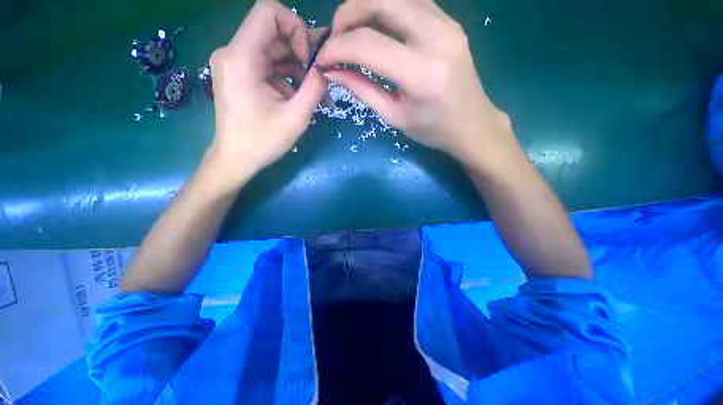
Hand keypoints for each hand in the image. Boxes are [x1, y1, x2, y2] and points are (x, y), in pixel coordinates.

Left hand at [205, 0, 326, 190]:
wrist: (236, 159)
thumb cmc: (263, 141)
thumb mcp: (296, 117)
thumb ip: (314, 88)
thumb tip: (326, 68)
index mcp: (241, 57)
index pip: (269, 12)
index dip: (296, 27)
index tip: (308, 58)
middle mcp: (233, 52)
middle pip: (274, 33)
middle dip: (302, 52)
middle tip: (321, 77)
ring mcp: (236, 63)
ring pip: (274, 51)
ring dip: (298, 69)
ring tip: (316, 92)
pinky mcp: (241, 75)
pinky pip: (270, 66)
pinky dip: (288, 78)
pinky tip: (300, 97)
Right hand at [316, 0, 513, 164]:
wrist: (472, 124)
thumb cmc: (433, 130)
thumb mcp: (395, 117)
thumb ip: (363, 91)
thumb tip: (333, 71)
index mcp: (421, 75)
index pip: (368, 45)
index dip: (337, 48)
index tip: (322, 59)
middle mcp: (437, 38)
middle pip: (381, 1)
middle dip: (347, 14)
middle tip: (335, 39)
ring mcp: (447, 24)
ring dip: (365, 6)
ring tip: (352, 33)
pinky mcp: (450, 21)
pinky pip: (411, 0)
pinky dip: (386, 8)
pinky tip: (377, 27)